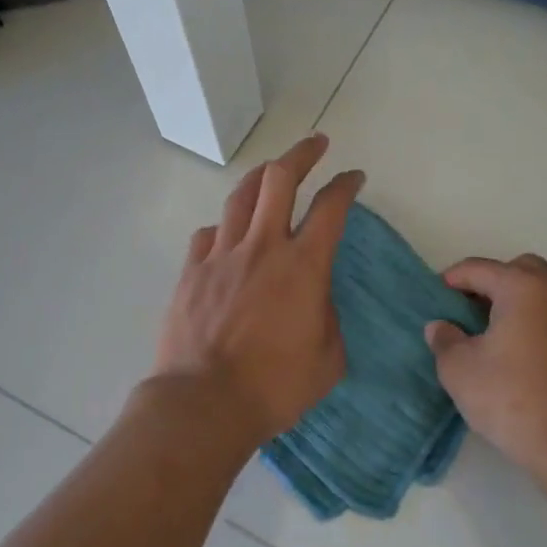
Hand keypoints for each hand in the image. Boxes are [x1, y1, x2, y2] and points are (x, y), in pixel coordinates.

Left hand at [153, 134, 364, 444]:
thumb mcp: (328, 358)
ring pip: (240, 195)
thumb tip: (314, 299)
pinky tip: (228, 235)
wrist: (205, 403)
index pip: (331, 207)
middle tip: (316, 144)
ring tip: (271, 172)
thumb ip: (327, 317)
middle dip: (302, 153)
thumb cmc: (275, 386)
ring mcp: (222, 255)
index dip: (346, 184)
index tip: (354, 177)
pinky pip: (209, 233)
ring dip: (261, 176)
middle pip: (280, 178)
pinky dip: (224, 227)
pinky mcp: (191, 271)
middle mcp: (262, 246)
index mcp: (303, 265)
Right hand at [425, 255, 546, 483]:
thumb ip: (445, 340)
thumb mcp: (459, 370)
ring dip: (528, 292)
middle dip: (492, 281)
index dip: (452, 279)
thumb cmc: (512, 399)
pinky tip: (532, 344)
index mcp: (522, 286)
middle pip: (520, 268)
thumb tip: (441, 327)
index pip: (479, 268)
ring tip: (508, 321)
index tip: (436, 298)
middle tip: (470, 311)